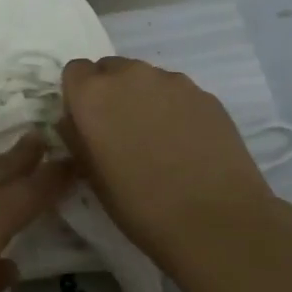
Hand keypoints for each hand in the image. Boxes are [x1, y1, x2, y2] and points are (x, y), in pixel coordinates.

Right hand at [59, 56, 274, 271]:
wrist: (217, 222)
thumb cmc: (141, 206)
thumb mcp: (92, 176)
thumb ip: (77, 137)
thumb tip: (76, 121)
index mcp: (94, 94)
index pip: (74, 71)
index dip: (78, 95)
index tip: (88, 123)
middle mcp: (131, 75)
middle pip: (111, 69)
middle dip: (111, 92)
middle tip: (121, 131)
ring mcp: (172, 81)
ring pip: (146, 79)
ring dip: (143, 98)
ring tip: (158, 140)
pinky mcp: (205, 95)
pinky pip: (177, 92)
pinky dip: (175, 109)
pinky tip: (186, 144)